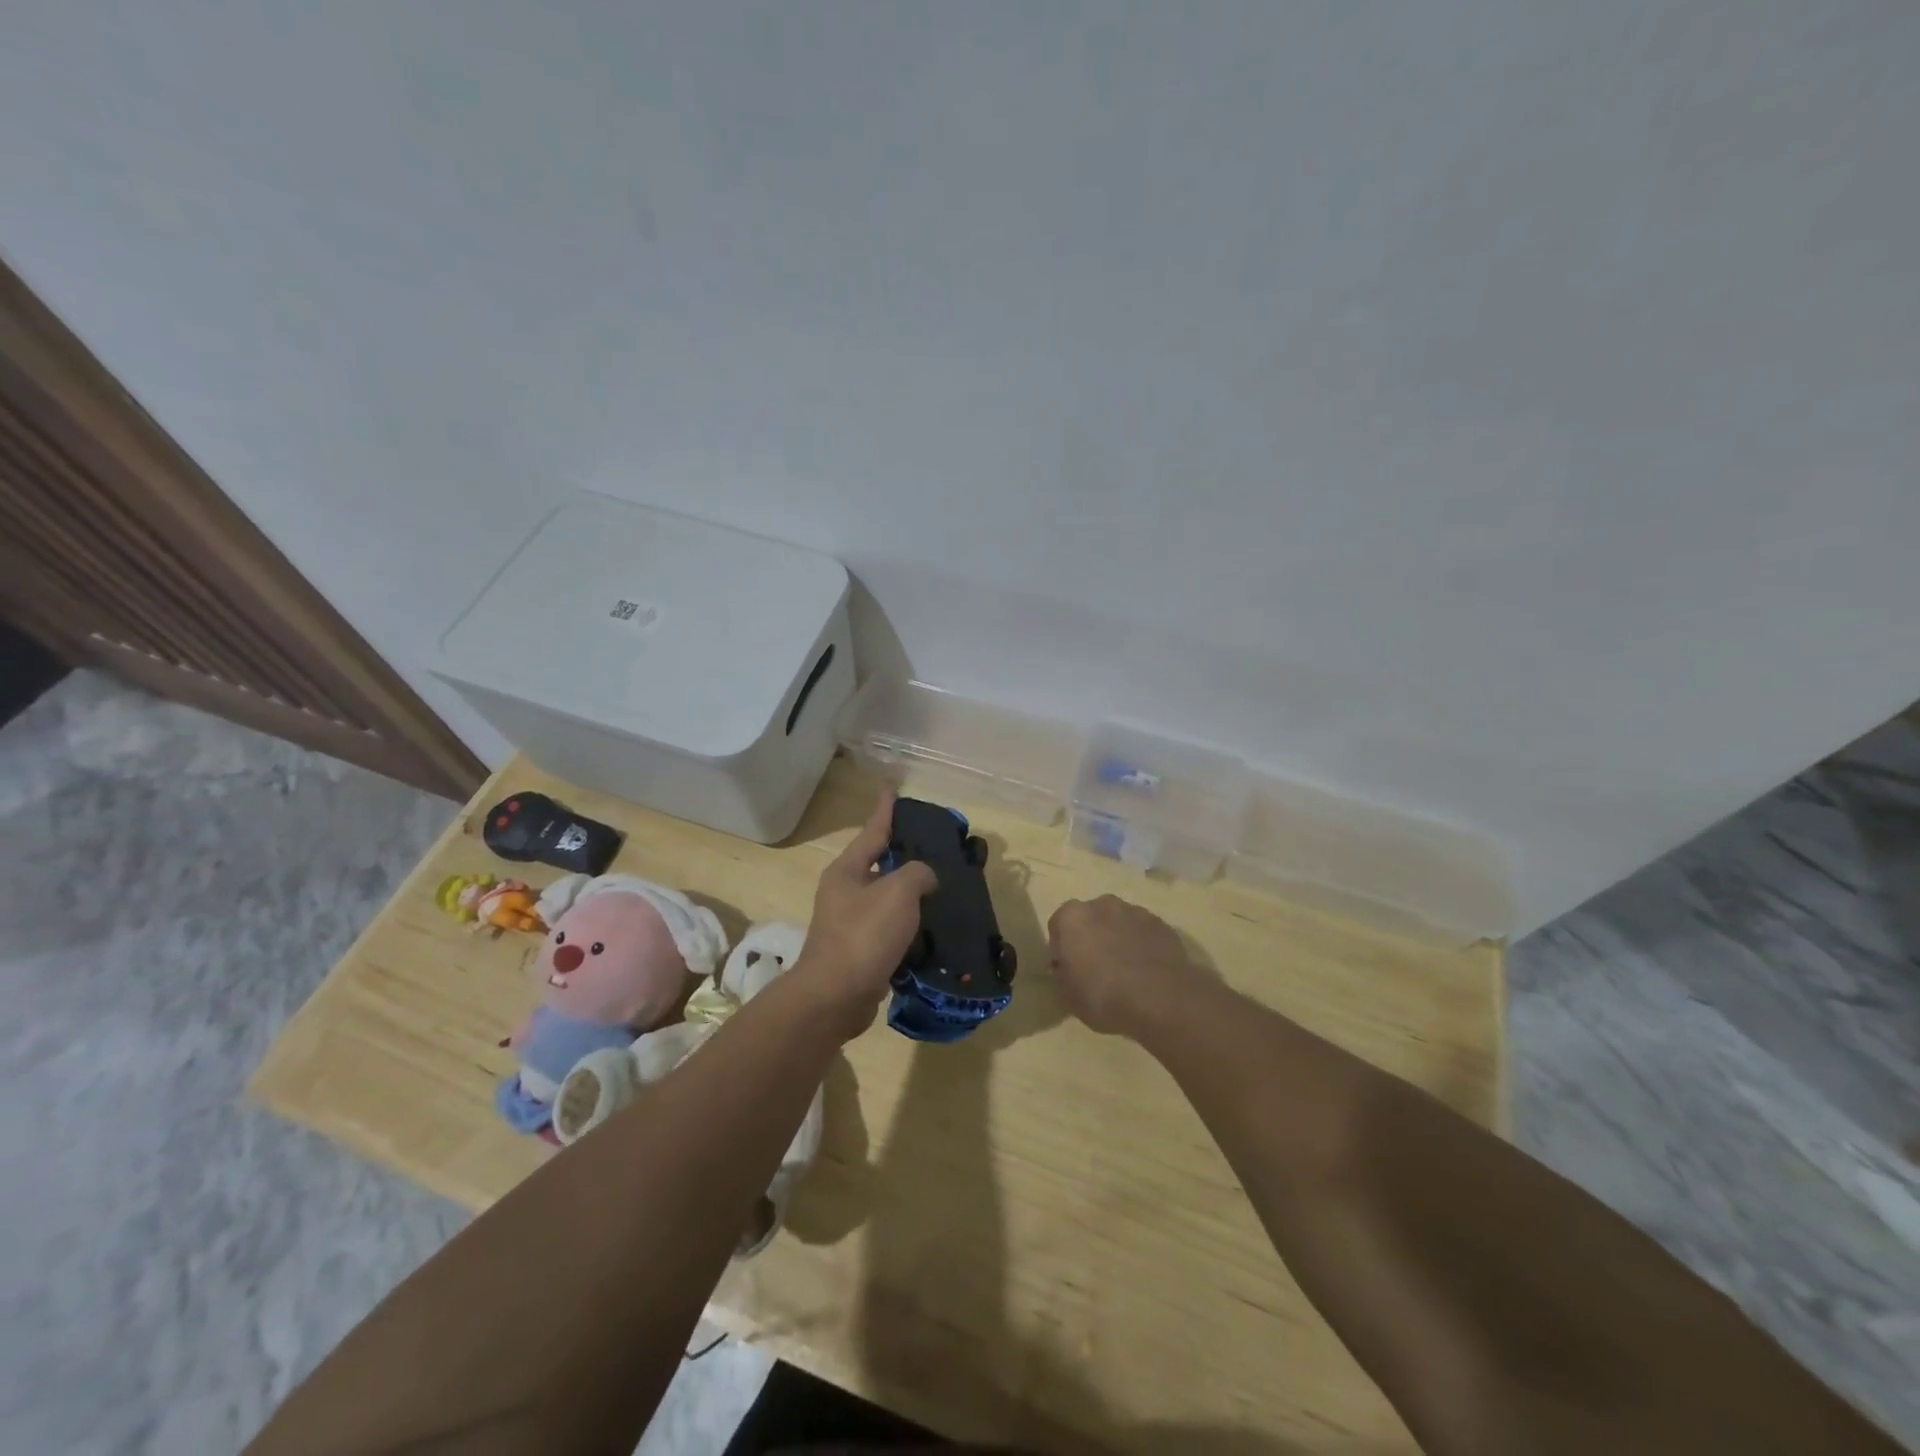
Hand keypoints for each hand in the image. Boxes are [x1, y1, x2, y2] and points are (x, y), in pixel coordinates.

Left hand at [795, 786, 937, 1039]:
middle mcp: (844, 892)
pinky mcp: (860, 952)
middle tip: (934, 848)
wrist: (835, 997)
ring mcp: (850, 923)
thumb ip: (917, 873)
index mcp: (847, 870)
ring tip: (942, 890)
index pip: (872, 830)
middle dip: (904, 856)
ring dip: (911, 895)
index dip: (885, 810)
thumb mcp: (898, 892)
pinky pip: (890, 930)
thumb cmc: (864, 936)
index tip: (891, 789)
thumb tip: (924, 878)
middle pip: (879, 864)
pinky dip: (910, 927)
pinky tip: (932, 930)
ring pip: (887, 899)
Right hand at [1048, 895, 1205, 1037]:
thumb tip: (1066, 967)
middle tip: (1096, 969)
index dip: (1062, 949)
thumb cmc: (1104, 997)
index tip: (1069, 971)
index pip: (1058, 926)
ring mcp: (1135, 911)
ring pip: (1118, 923)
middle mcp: (1102, 904)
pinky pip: (1143, 933)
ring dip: (1117, 939)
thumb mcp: (1068, 996)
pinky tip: (1146, 972)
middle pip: (1090, 919)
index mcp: (1072, 917)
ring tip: (1125, 972)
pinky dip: (1141, 946)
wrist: (1162, 1001)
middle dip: (1091, 938)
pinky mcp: (1162, 924)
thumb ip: (1062, 974)